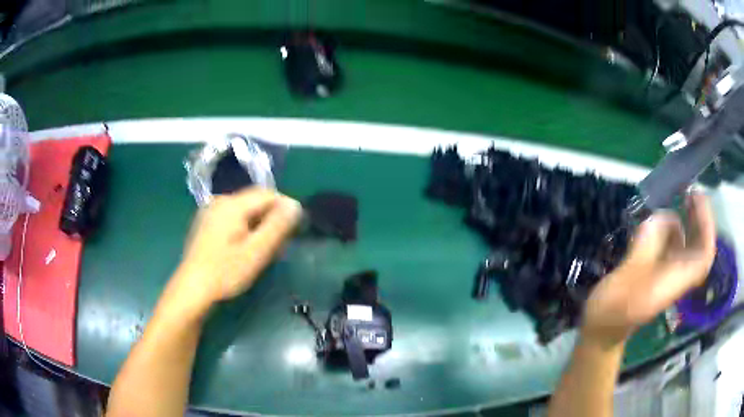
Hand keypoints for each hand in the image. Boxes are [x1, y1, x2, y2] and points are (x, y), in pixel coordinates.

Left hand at [173, 188, 301, 308]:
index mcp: (232, 204)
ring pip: (245, 210)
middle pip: (256, 201)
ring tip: (262, 250)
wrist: (192, 289)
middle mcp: (220, 200)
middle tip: (278, 246)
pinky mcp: (206, 222)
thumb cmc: (225, 273)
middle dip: (271, 219)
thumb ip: (277, 226)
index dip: (285, 209)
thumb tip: (295, 204)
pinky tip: (244, 248)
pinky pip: (233, 217)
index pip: (268, 194)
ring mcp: (211, 211)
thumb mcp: (256, 252)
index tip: (293, 232)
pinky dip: (245, 227)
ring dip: (259, 225)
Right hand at [582, 192, 715, 346]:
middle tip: (691, 192)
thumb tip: (662, 216)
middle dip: (700, 218)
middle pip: (699, 247)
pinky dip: (672, 229)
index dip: (707, 226)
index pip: (704, 255)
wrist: (601, 331)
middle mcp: (676, 276)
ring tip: (680, 198)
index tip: (698, 199)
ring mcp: (668, 274)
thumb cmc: (612, 311)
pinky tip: (662, 218)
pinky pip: (673, 247)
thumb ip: (646, 246)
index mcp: (674, 281)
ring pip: (687, 245)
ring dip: (687, 221)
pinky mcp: (658, 271)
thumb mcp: (626, 277)